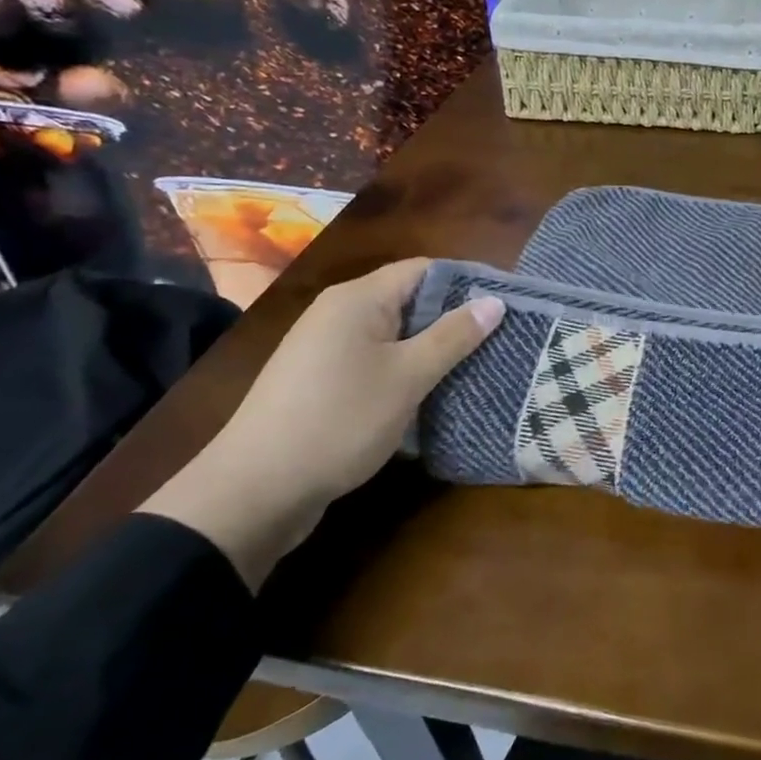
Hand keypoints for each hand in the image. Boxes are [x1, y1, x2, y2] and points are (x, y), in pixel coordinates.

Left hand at [140, 259, 503, 588]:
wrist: (255, 490)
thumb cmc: (339, 420)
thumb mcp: (408, 377)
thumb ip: (453, 336)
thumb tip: (494, 301)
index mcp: (357, 299)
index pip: (423, 270)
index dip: (466, 283)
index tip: (505, 305)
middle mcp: (338, 313)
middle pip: (408, 299)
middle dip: (452, 318)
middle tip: (498, 339)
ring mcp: (324, 348)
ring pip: (392, 334)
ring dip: (430, 347)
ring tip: (474, 366)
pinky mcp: (319, 381)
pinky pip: (374, 360)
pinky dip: (404, 369)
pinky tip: (429, 393)